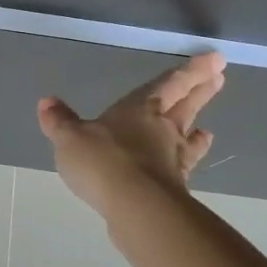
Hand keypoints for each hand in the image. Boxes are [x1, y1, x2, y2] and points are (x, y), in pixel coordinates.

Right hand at [37, 52, 225, 214]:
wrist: (135, 206)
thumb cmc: (102, 160)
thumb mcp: (70, 138)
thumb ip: (60, 121)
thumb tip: (46, 102)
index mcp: (140, 109)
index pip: (170, 84)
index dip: (192, 71)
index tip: (216, 59)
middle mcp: (162, 130)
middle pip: (186, 106)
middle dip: (202, 91)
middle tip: (220, 78)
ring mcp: (172, 159)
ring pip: (188, 138)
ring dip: (197, 131)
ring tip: (207, 130)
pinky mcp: (174, 187)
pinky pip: (182, 169)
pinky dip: (185, 164)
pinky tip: (184, 168)